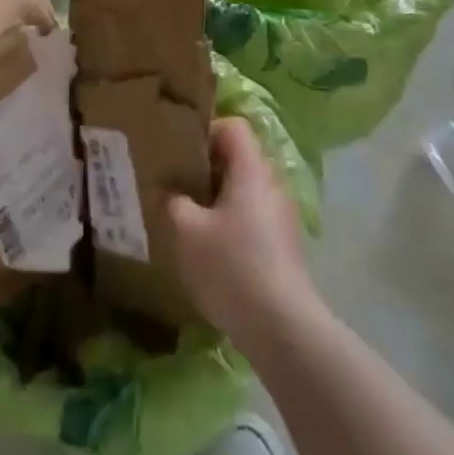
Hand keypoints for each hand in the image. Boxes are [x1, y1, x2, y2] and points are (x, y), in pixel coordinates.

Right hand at [164, 117, 315, 347]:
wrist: (282, 327)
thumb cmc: (231, 266)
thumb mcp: (186, 231)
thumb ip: (172, 202)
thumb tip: (169, 192)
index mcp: (251, 170)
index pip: (234, 127)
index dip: (206, 131)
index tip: (179, 153)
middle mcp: (272, 184)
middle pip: (239, 157)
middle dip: (206, 167)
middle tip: (176, 183)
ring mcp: (282, 215)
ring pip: (245, 189)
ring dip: (217, 197)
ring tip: (188, 216)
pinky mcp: (284, 244)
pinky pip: (253, 216)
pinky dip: (231, 221)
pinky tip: (210, 248)